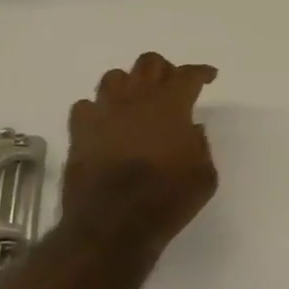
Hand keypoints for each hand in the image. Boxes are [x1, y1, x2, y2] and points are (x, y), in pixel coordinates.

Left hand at [62, 53, 218, 255]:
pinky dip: (98, 110)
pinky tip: (105, 123)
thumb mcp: (204, 177)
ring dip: (129, 84)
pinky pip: (86, 106)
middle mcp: (135, 99)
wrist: (112, 225)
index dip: (200, 72)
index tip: (208, 76)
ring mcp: (103, 113)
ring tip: (136, 101)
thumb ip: (201, 146)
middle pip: (148, 63)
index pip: (187, 75)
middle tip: (172, 86)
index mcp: (170, 105)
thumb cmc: (166, 200)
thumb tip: (191, 130)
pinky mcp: (79, 132)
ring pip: (114, 77)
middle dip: (164, 69)